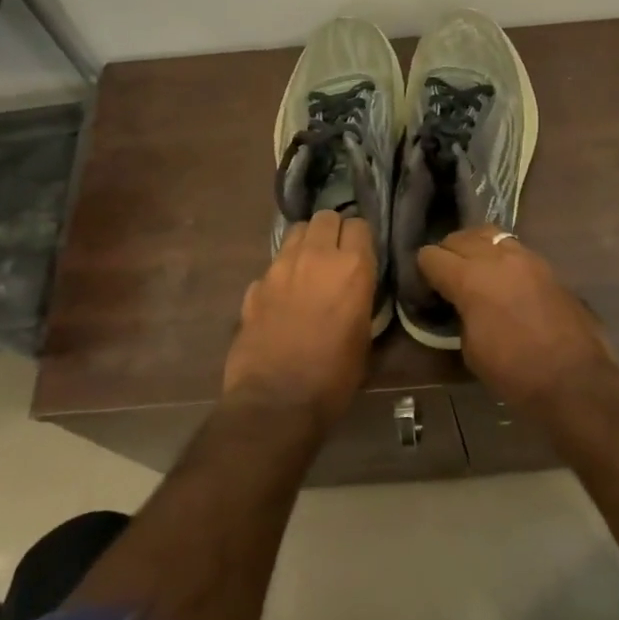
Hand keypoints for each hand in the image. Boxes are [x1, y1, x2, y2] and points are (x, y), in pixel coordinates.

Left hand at [223, 210, 376, 427]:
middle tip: (336, 254)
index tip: (362, 254)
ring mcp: (279, 268)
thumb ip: (360, 299)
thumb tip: (354, 290)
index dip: (361, 238)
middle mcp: (315, 257)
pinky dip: (281, 273)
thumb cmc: (334, 376)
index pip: (360, 225)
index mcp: (352, 268)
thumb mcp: (364, 337)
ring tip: (310, 267)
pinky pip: (273, 265)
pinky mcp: (254, 286)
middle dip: (333, 230)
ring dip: (306, 242)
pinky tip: (284, 297)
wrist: (276, 402)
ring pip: (295, 232)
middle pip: (325, 217)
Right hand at [417, 227, 618, 412]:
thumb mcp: (471, 349)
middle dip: (448, 254)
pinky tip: (504, 281)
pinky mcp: (548, 267)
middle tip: (447, 280)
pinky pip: (515, 249)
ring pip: (490, 235)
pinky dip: (502, 258)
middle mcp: (497, 258)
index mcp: (470, 278)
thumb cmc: (515, 372)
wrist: (575, 379)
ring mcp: (527, 258)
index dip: (423, 272)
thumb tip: (461, 304)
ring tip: (476, 272)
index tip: (426, 290)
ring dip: (477, 248)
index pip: (431, 256)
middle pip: (460, 237)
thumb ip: (460, 314)